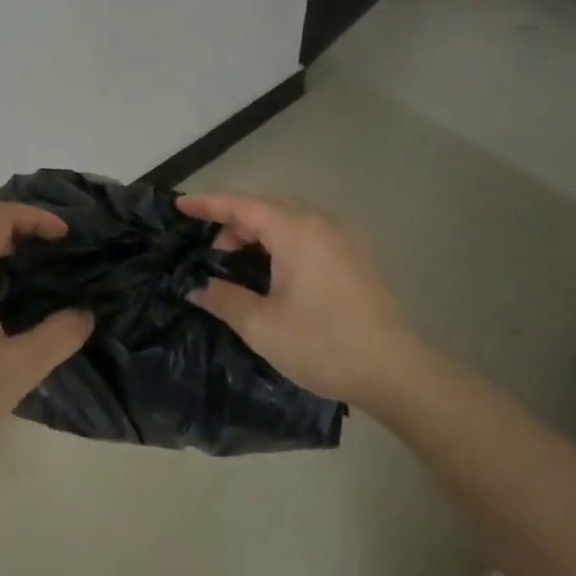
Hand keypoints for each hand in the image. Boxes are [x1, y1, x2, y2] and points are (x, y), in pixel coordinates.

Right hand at [178, 192, 427, 413]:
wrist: (395, 372)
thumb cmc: (322, 344)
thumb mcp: (262, 326)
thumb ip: (224, 299)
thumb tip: (197, 288)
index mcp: (296, 231)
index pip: (242, 205)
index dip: (208, 204)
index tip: (180, 205)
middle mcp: (321, 223)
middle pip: (267, 207)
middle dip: (232, 220)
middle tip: (208, 249)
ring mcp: (343, 239)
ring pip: (289, 220)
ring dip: (258, 232)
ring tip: (235, 261)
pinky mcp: (355, 257)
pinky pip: (308, 234)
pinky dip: (281, 241)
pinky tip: (272, 270)